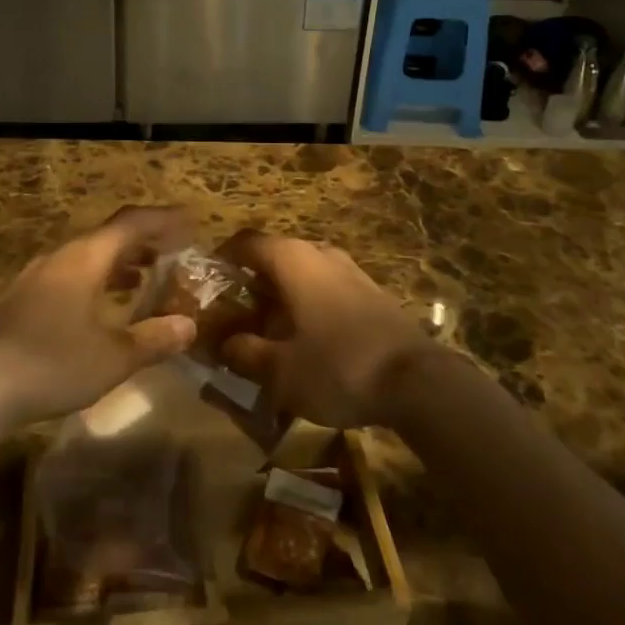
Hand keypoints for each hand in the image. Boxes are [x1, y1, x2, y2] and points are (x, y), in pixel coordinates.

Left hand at [0, 207, 198, 431]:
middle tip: (173, 253)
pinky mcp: (21, 301)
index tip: (190, 221)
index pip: (132, 223)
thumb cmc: (52, 364)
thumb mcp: (113, 357)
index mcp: (86, 258)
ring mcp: (36, 278)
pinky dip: (97, 280)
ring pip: (87, 257)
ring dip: (119, 263)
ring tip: (145, 278)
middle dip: (144, 242)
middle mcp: (61, 257)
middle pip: (109, 237)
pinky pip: (70, 276)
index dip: (163, 220)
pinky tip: (102, 307)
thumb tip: (189, 326)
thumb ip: (153, 339)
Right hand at [215, 231, 431, 427]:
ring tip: (267, 331)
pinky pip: (326, 288)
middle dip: (251, 283)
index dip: (222, 259)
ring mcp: (350, 270)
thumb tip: (223, 344)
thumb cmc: (338, 367)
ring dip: (281, 295)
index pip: (245, 242)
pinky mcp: (370, 292)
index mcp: (292, 259)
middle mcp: (320, 253)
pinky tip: (306, 339)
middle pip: (274, 257)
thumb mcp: (280, 370)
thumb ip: (245, 353)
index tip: (207, 284)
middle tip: (234, 315)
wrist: (417, 381)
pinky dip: (308, 304)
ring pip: (302, 273)